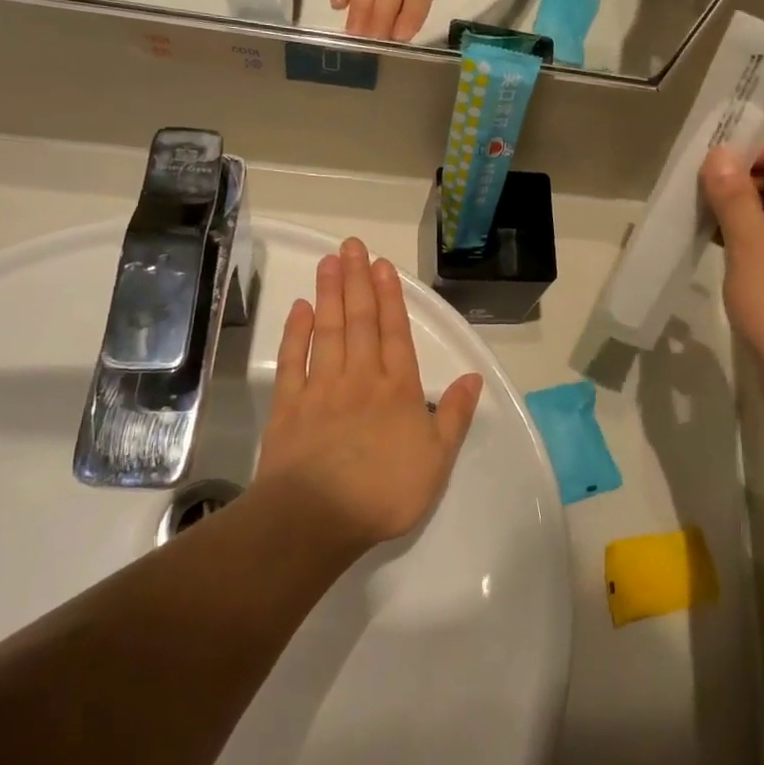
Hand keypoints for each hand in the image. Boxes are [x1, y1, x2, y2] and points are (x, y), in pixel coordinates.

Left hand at [254, 238, 483, 551]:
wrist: (316, 519)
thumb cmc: (384, 492)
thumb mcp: (437, 460)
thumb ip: (456, 416)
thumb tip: (475, 377)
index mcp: (398, 390)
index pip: (395, 333)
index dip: (391, 297)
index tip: (382, 265)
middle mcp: (361, 378)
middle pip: (360, 321)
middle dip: (357, 281)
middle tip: (351, 245)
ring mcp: (321, 389)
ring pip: (329, 331)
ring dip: (330, 295)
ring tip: (330, 262)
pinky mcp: (289, 406)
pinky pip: (294, 361)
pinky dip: (297, 333)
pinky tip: (300, 309)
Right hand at [699, 134, 763, 418]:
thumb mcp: (752, 247)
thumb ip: (734, 196)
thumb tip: (719, 154)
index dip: (753, 147)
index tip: (710, 161)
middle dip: (744, 177)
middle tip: (698, 188)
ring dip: (744, 207)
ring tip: (701, 213)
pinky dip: (752, 234)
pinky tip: (717, 242)